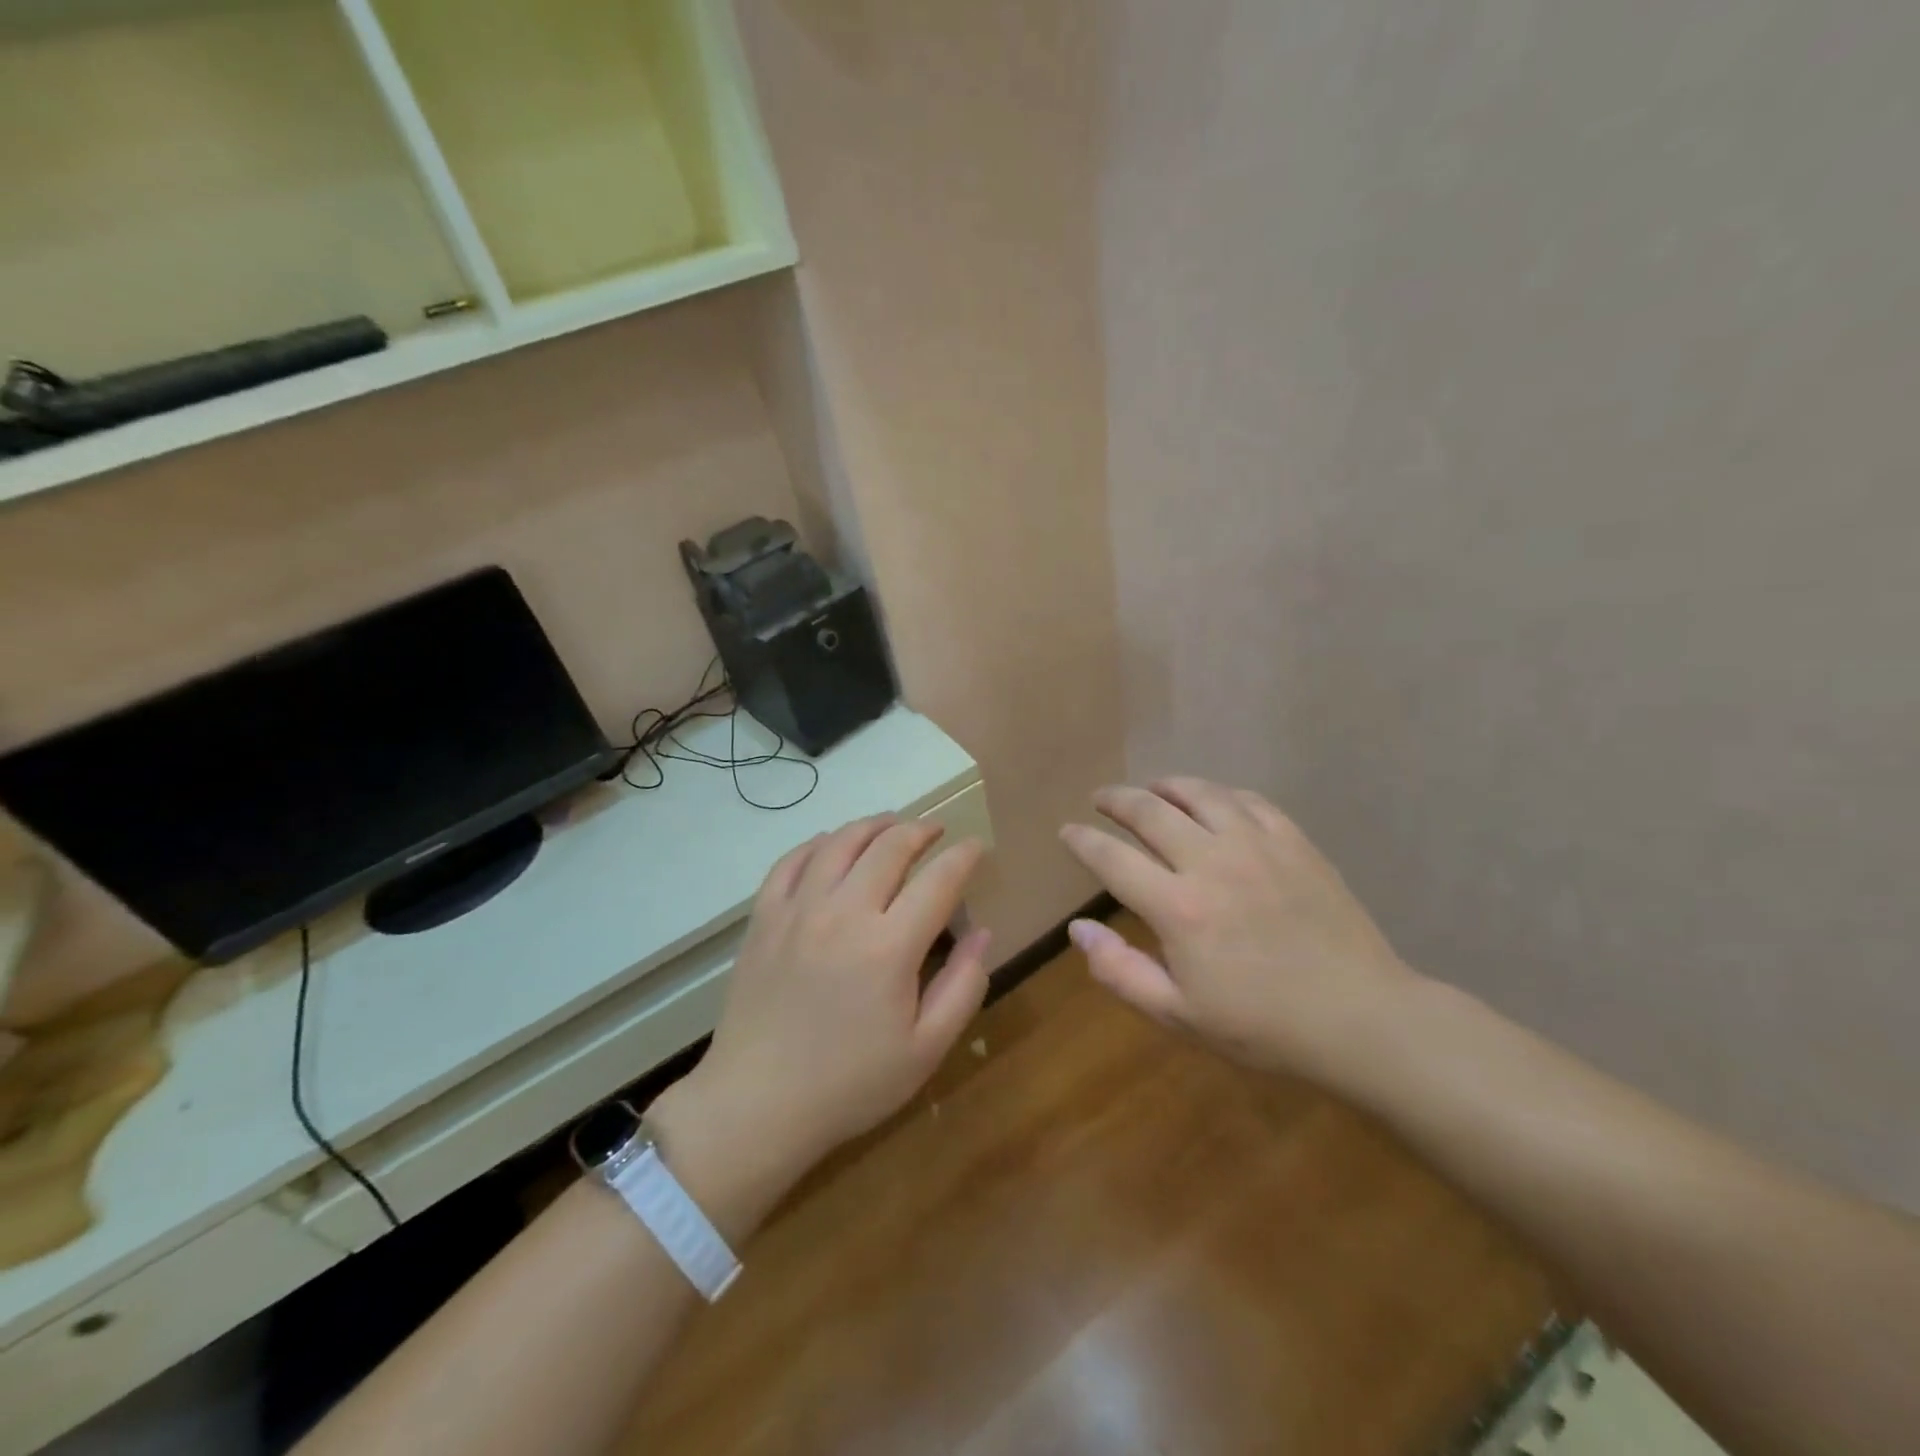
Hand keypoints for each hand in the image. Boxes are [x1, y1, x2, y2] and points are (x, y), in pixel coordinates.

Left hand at [664, 816, 991, 1178]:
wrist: (756, 1104)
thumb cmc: (850, 1084)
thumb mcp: (925, 1049)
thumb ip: (963, 986)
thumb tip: (983, 932)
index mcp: (889, 946)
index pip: (938, 879)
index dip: (964, 857)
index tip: (977, 847)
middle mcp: (844, 912)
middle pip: (889, 846)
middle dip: (920, 830)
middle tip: (936, 831)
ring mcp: (798, 909)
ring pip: (840, 842)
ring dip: (872, 825)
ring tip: (891, 825)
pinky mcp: (764, 917)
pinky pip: (792, 860)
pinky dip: (818, 843)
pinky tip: (831, 844)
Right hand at [1059, 779, 1418, 1079]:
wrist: (1361, 1019)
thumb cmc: (1263, 1026)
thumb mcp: (1179, 1015)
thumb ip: (1120, 971)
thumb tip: (1078, 928)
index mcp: (1177, 907)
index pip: (1112, 858)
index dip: (1083, 840)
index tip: (1067, 831)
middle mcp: (1211, 862)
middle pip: (1149, 812)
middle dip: (1116, 800)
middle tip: (1101, 798)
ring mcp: (1257, 846)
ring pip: (1199, 794)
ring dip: (1165, 786)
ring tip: (1151, 788)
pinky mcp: (1294, 843)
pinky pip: (1248, 801)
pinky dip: (1220, 793)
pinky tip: (1213, 800)